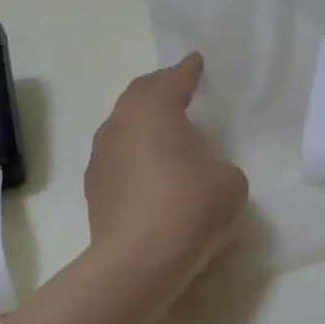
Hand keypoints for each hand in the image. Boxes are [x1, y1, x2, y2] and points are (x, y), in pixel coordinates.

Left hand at [86, 54, 249, 285]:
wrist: (136, 262)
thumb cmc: (189, 207)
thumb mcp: (230, 181)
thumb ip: (220, 165)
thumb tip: (202, 172)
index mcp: (153, 109)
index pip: (173, 79)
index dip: (188, 70)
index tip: (196, 61)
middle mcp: (120, 124)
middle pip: (139, 95)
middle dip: (160, 88)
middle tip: (179, 88)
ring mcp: (101, 157)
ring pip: (124, 127)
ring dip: (145, 124)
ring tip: (167, 133)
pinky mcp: (94, 189)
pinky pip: (118, 158)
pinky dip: (136, 155)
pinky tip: (151, 172)